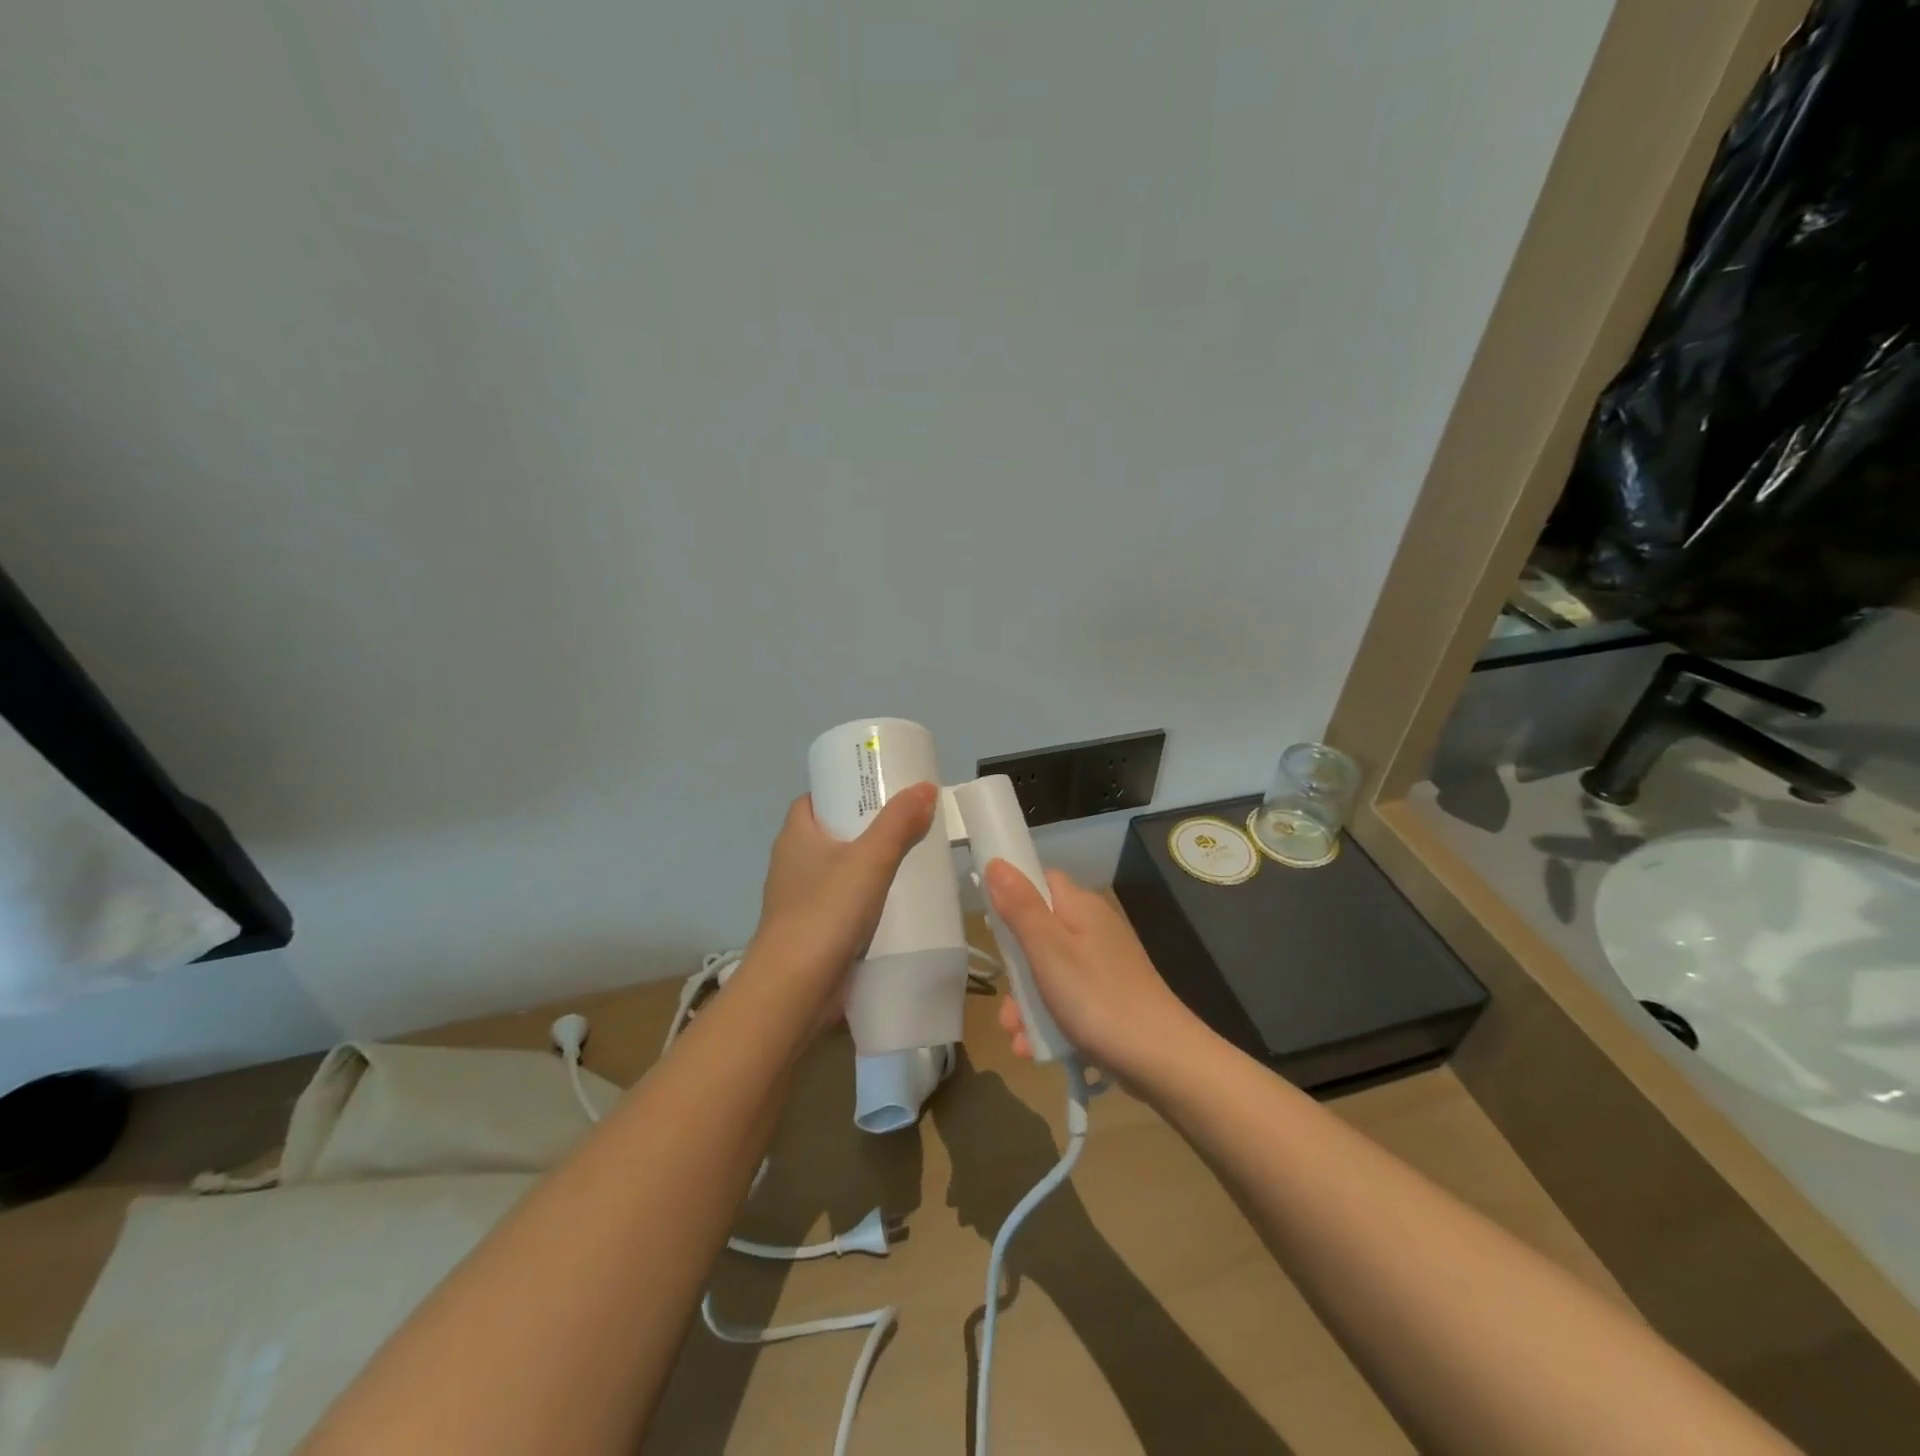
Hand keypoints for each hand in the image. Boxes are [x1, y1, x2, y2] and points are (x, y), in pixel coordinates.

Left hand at [745, 783, 939, 1017]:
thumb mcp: (869, 859)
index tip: (877, 791)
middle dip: (864, 830)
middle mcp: (791, 864)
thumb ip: (898, 823)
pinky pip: (840, 906)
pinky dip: (863, 902)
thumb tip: (925, 787)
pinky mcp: (811, 933)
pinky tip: (893, 906)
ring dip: (866, 869)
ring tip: (908, 862)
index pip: (813, 800)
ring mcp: (798, 901)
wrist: (794, 989)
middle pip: (829, 834)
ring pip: (836, 873)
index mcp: (795, 836)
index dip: (842, 791)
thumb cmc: (826, 911)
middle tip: (906, 825)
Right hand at [984, 862, 1204, 1079]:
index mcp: (1081, 907)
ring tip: (1016, 1034)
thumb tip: (997, 862)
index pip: (1041, 881)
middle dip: (1015, 968)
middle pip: (1039, 932)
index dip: (1014, 895)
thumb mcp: (1048, 950)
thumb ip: (1021, 906)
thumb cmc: (1097, 997)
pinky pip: (1066, 999)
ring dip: (1026, 1002)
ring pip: (1049, 972)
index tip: (993, 924)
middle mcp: (1093, 928)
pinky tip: (1034, 1046)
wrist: (1161, 1060)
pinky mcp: (1108, 997)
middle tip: (1006, 1000)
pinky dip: (1048, 1019)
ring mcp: (1102, 965)